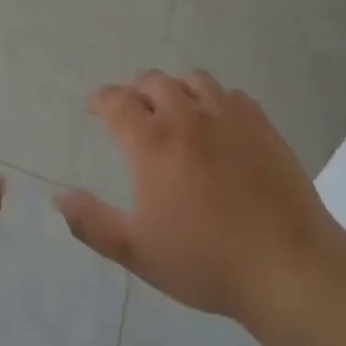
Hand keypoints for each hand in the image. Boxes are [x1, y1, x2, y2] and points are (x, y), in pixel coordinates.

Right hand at [55, 71, 339, 329]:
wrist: (286, 266)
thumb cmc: (205, 260)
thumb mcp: (137, 251)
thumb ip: (92, 222)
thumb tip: (58, 196)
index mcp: (152, 142)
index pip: (116, 100)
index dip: (101, 100)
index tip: (96, 108)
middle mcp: (187, 116)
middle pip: (153, 81)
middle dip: (135, 91)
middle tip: (132, 111)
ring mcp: (228, 116)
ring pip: (194, 80)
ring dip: (176, 89)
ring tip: (175, 110)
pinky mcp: (262, 125)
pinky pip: (232, 95)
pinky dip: (216, 101)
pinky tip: (218, 124)